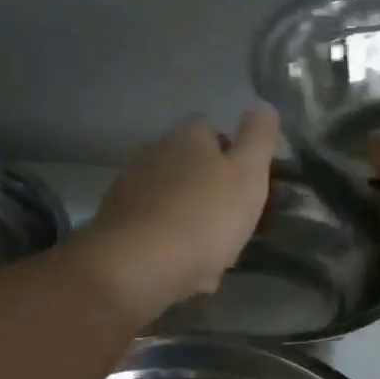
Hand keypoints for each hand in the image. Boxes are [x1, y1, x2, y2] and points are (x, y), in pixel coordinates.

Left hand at [74, 108, 278, 320]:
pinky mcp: (116, 224)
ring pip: (173, 203)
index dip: (234, 156)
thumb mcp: (248, 176)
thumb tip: (263, 106)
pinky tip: (185, 272)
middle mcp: (154, 153)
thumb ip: (259, 140)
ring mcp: (130, 189)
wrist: (138, 265)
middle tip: (233, 227)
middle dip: (211, 194)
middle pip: (191, 169)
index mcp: (188, 137)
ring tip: (212, 257)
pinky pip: (155, 232)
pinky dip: (170, 246)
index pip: (214, 130)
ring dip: (192, 223)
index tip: (249, 186)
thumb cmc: (203, 218)